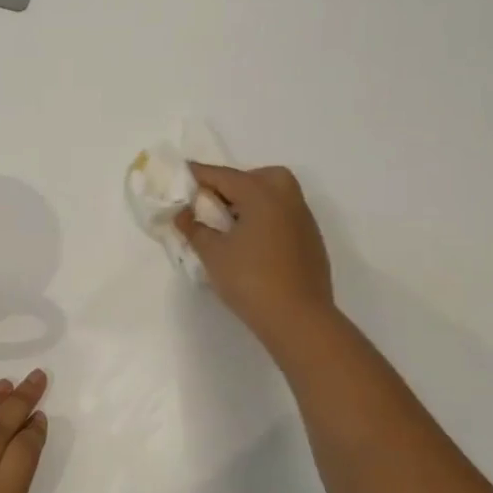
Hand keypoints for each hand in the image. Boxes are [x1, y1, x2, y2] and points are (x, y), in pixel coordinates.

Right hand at [175, 163, 334, 349]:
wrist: (298, 319)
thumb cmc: (250, 280)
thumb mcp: (213, 254)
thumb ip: (195, 229)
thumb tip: (183, 214)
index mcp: (261, 194)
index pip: (223, 176)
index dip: (199, 174)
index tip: (181, 173)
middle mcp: (286, 199)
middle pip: (258, 176)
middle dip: (234, 182)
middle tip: (214, 202)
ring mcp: (303, 220)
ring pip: (276, 194)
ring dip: (252, 199)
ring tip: (230, 223)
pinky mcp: (311, 241)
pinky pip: (285, 215)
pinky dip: (267, 217)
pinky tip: (252, 243)